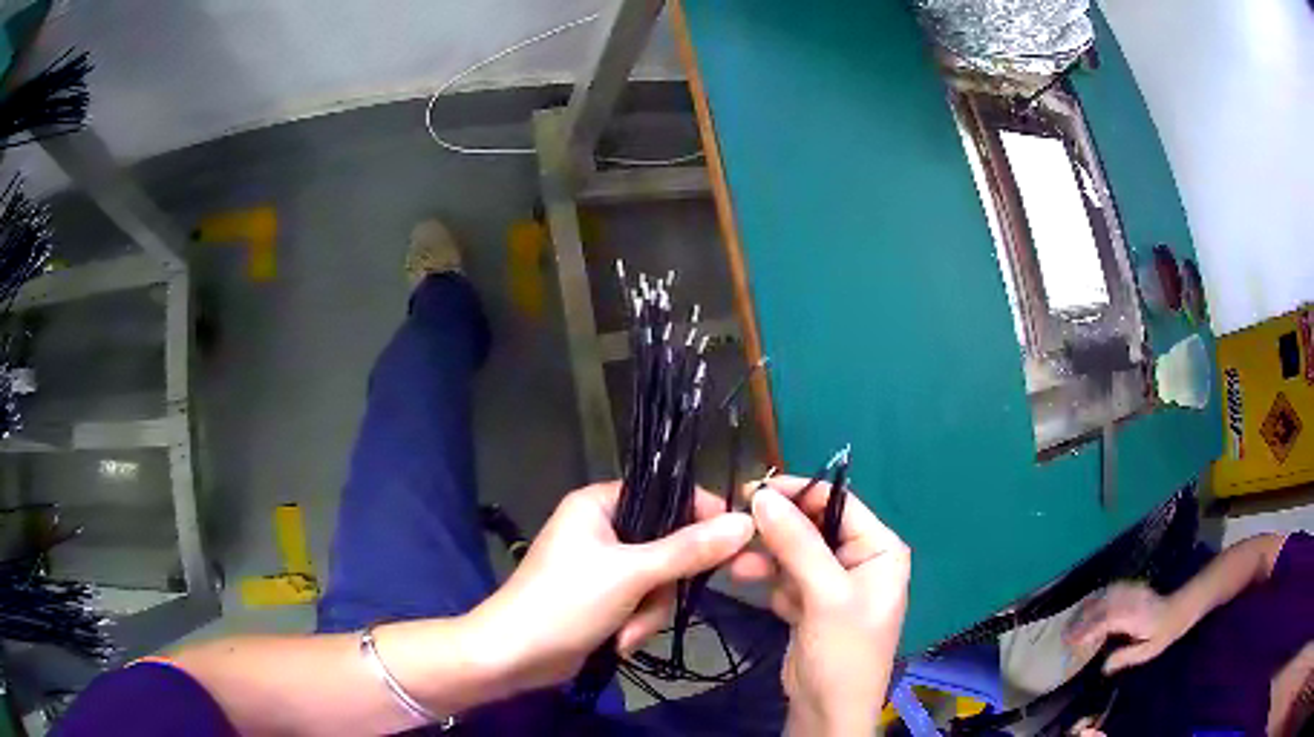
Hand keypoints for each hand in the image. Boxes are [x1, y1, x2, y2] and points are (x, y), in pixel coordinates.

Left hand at [469, 482, 753, 692]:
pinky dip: (637, 624)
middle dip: (663, 587)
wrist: (515, 657)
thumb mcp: (631, 575)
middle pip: (668, 546)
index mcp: (598, 504)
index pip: (665, 495)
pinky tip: (618, 642)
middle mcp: (602, 529)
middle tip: (654, 603)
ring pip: (659, 582)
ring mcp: (604, 567)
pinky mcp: (605, 598)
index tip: (734, 542)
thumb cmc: (565, 602)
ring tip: (624, 633)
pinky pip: (643, 603)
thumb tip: (745, 522)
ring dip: (649, 613)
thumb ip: (689, 550)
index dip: (701, 515)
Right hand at [731, 476, 909, 736]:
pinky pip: (785, 578)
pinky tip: (744, 581)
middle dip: (776, 529)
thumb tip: (762, 495)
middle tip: (735, 524)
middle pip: (813, 527)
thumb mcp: (825, 596)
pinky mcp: (811, 604)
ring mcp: (833, 583)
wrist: (827, 712)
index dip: (797, 493)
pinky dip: (767, 580)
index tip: (751, 490)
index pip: (838, 503)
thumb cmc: (843, 652)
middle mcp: (859, 559)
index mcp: (879, 549)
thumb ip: (797, 544)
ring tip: (736, 565)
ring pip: (794, 553)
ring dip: (766, 557)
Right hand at [1064, 582, 1182, 673]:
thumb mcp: (1148, 651)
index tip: (1071, 641)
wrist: (1181, 606)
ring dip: (1087, 607)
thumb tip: (1104, 667)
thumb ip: (1126, 656)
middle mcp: (1131, 600)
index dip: (1087, 629)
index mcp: (1134, 616)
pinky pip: (1111, 590)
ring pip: (1105, 595)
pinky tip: (1090, 604)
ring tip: (1073, 621)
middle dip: (1082, 619)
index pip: (1106, 620)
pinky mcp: (1132, 587)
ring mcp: (1132, 591)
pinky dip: (1097, 597)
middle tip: (1065, 634)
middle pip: (1102, 606)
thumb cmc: (1164, 633)